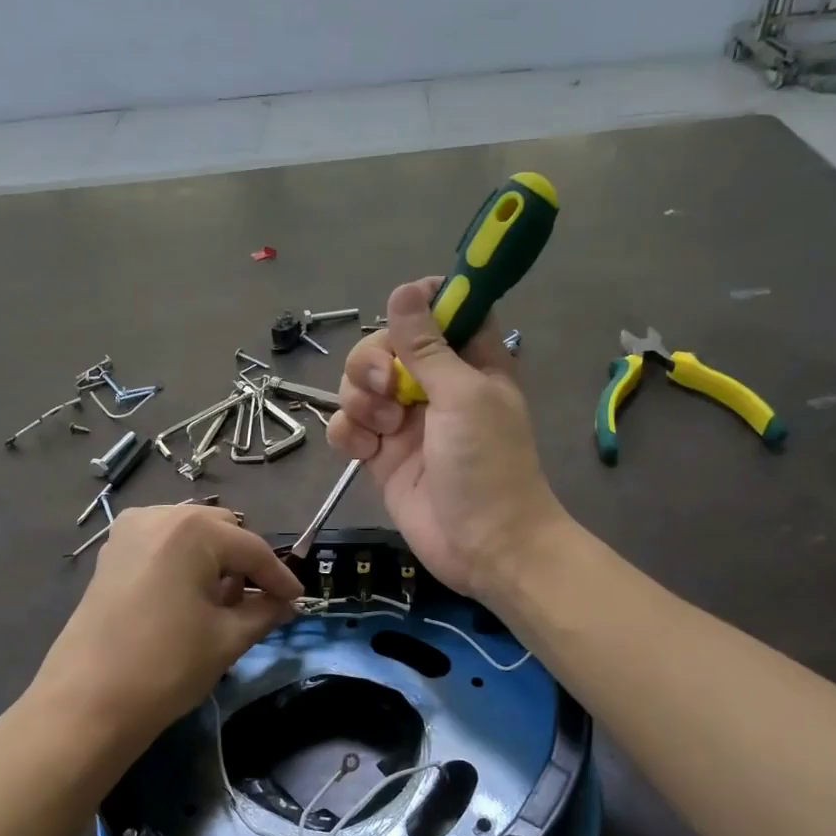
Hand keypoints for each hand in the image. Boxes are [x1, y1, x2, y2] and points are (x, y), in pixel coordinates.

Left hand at [32, 505, 301, 748]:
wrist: (88, 702)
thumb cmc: (167, 665)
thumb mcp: (227, 638)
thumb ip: (264, 612)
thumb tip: (286, 604)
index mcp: (192, 530)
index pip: (251, 548)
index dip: (279, 576)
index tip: (298, 600)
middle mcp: (160, 516)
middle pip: (220, 531)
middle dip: (245, 564)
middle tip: (261, 601)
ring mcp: (129, 532)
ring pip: (191, 536)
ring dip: (215, 561)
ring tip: (226, 602)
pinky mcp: (112, 554)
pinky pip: (163, 546)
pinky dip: (185, 563)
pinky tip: (191, 597)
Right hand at [327, 278, 566, 596]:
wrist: (483, 545)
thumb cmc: (487, 465)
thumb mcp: (463, 396)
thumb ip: (428, 345)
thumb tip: (405, 289)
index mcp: (469, 361)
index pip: (443, 310)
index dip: (419, 304)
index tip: (402, 317)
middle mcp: (434, 385)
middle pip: (386, 345)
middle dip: (374, 361)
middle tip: (387, 387)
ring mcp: (404, 421)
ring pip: (359, 384)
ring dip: (359, 399)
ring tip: (381, 430)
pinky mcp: (380, 456)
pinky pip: (347, 426)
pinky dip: (347, 433)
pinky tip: (365, 452)